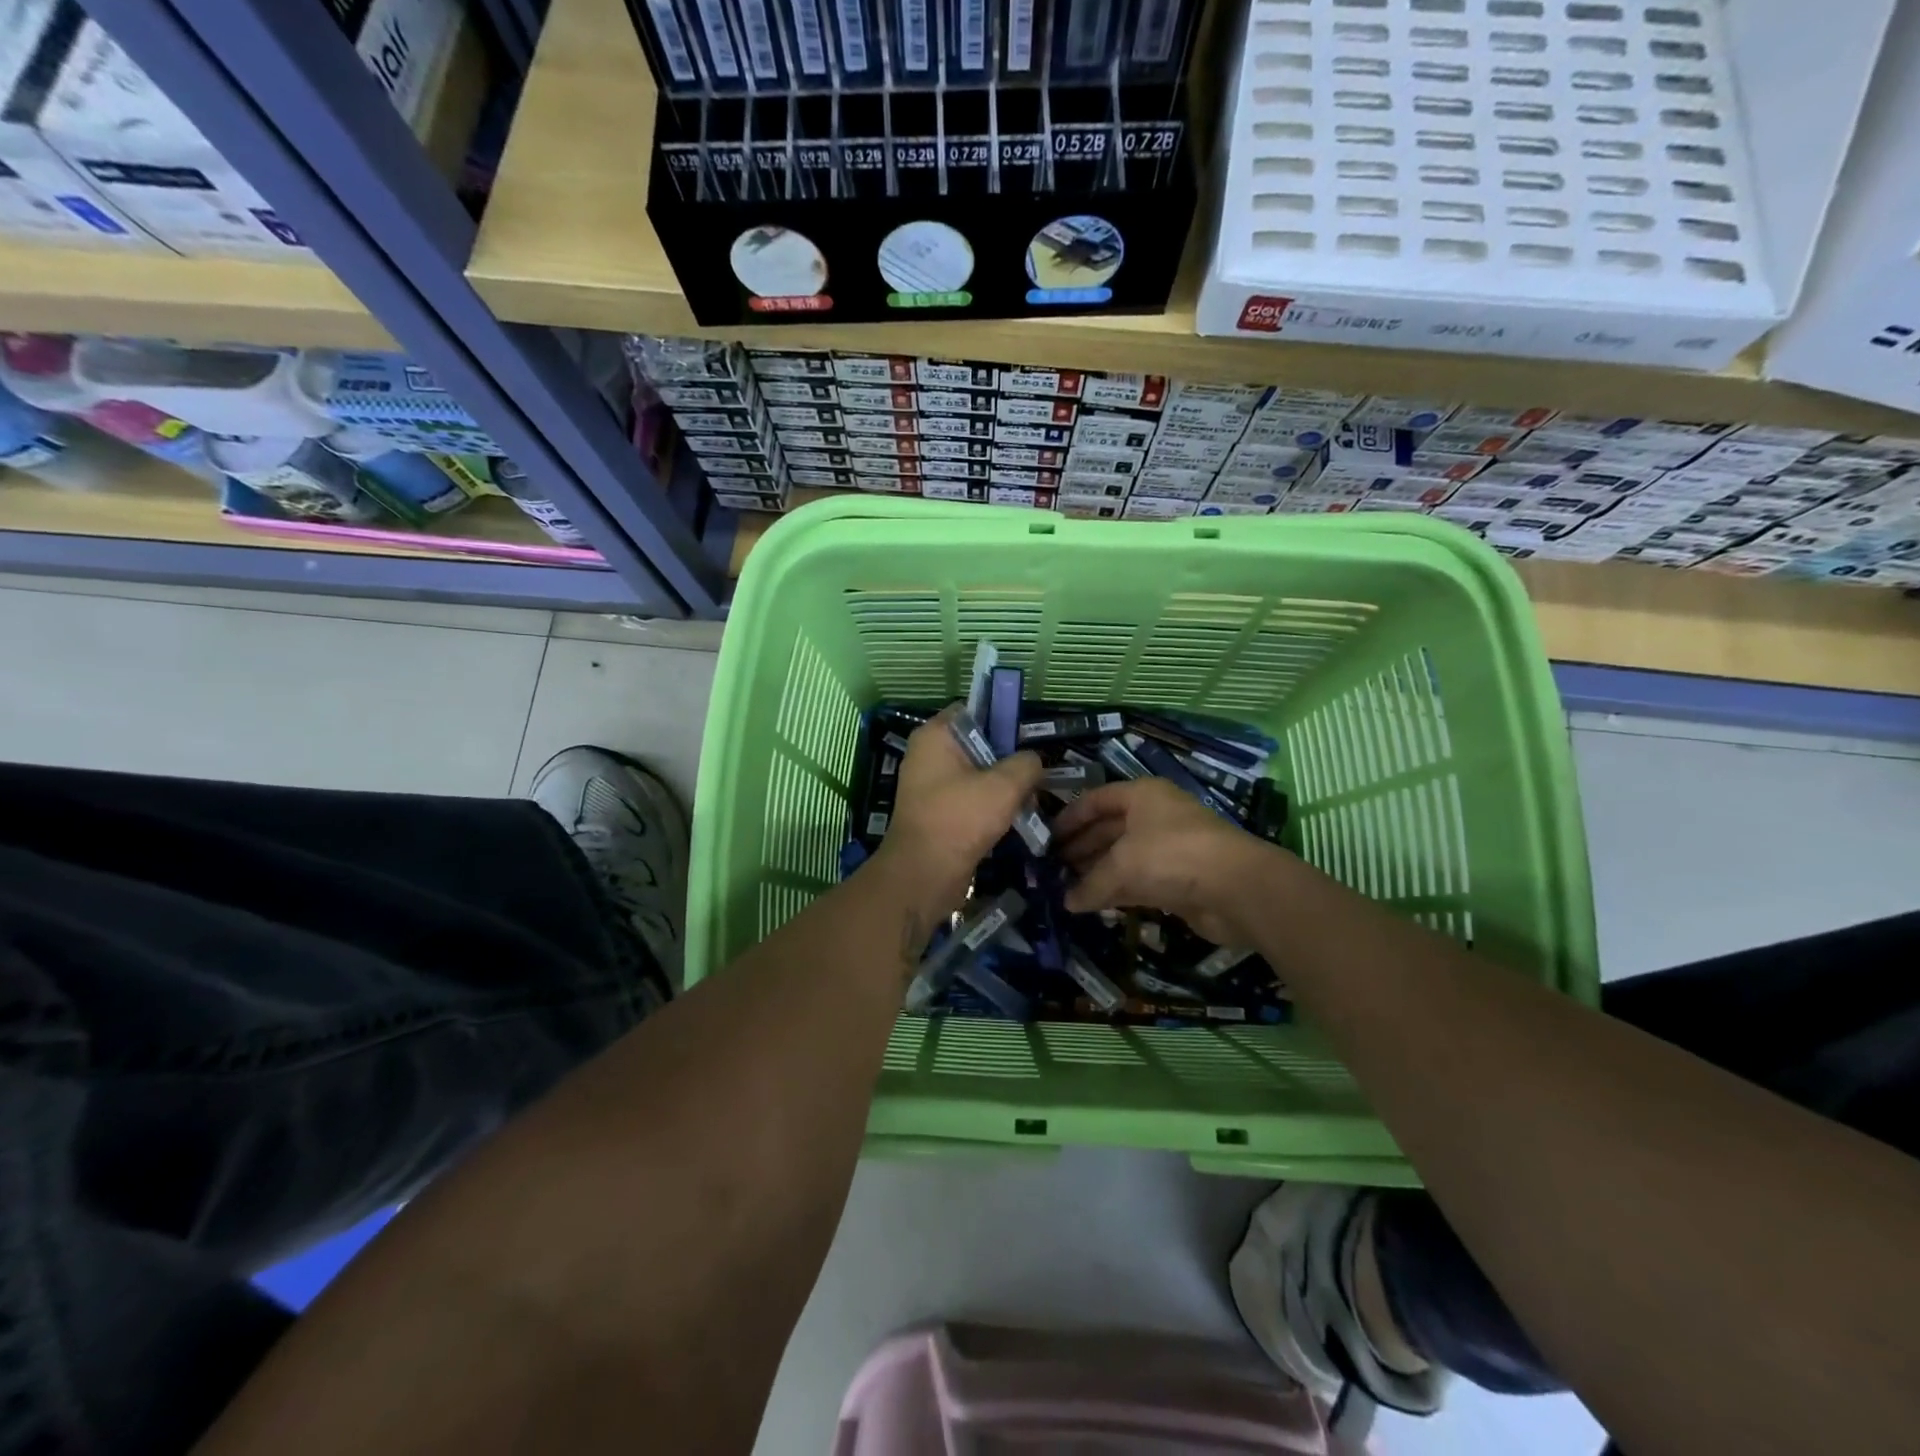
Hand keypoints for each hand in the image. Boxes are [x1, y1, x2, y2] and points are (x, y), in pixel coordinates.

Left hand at [871, 705, 1044, 921]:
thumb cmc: (961, 819)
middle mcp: (929, 755)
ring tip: (1030, 801)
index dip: (1003, 719)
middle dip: (1009, 760)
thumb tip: (1033, 762)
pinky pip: (970, 799)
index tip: (1028, 739)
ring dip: (1004, 788)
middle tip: (1035, 775)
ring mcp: (931, 785)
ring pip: (977, 774)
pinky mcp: (937, 812)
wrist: (924, 875)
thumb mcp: (1005, 785)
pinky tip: (1014, 821)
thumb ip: (1027, 764)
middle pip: (979, 744)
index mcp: (936, 735)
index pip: (974, 710)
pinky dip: (991, 807)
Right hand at [1054, 778, 1280, 944]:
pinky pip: (1137, 881)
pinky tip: (1092, 903)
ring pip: (1122, 857)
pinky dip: (1115, 891)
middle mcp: (1154, 816)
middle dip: (1081, 848)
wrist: (1234, 888)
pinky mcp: (1177, 879)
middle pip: (1108, 828)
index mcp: (1141, 795)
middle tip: (1052, 867)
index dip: (1070, 817)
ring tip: (1065, 887)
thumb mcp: (1121, 865)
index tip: (1046, 838)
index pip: (1096, 800)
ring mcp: (1168, 848)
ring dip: (1096, 871)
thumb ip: (1090, 883)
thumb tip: (1067, 902)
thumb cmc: (1170, 856)